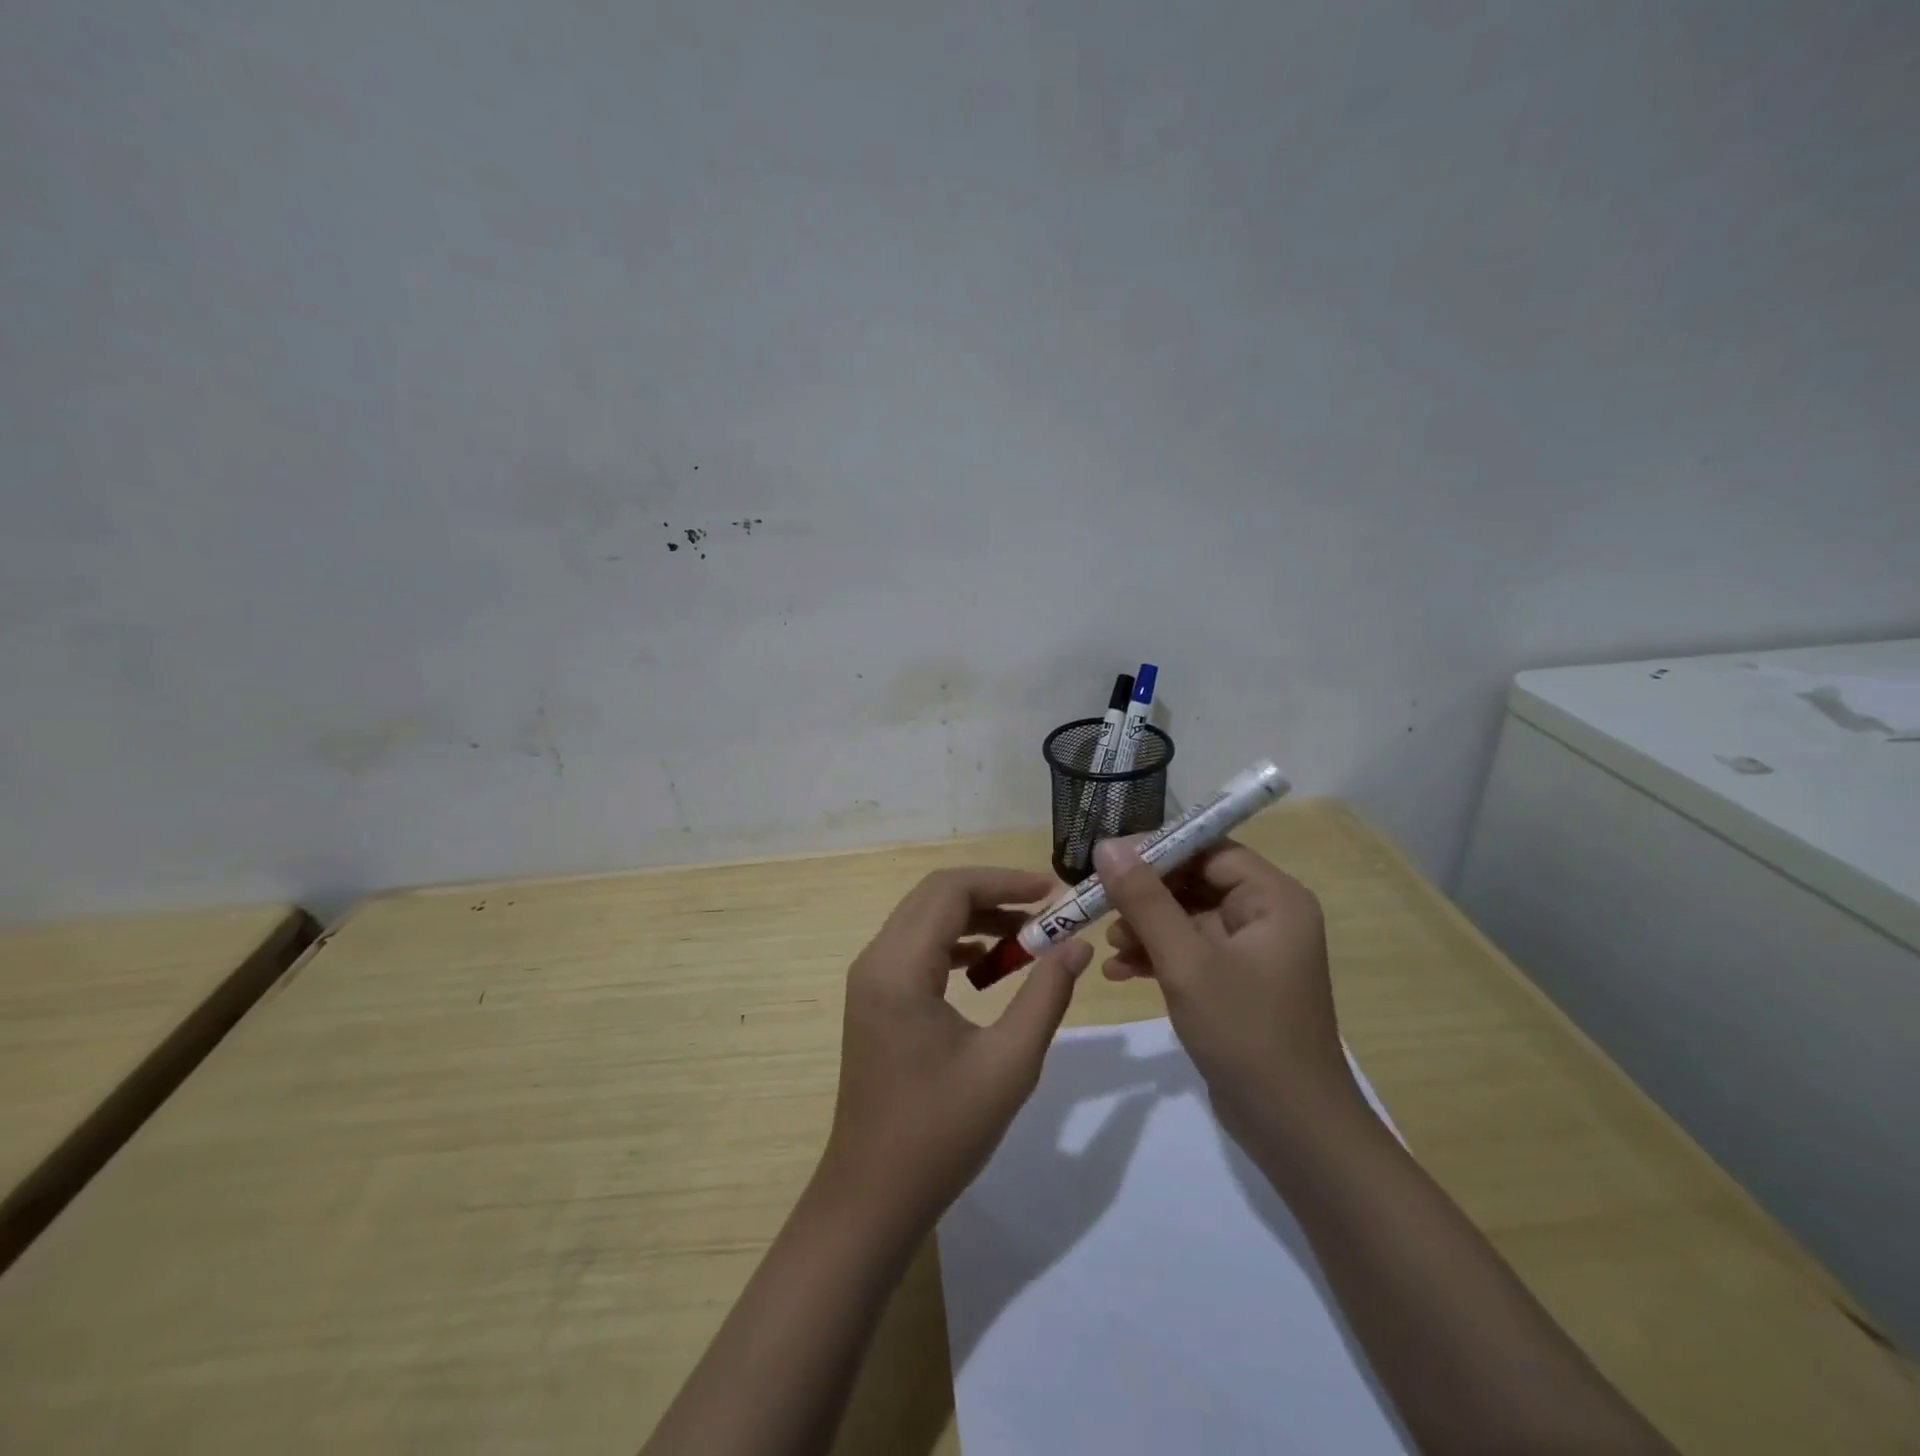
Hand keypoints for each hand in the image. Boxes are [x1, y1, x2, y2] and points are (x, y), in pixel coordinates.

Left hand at [819, 867, 1092, 1231]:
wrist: (873, 1196)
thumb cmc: (942, 1133)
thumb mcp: (1009, 1063)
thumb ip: (1046, 995)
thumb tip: (1077, 945)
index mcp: (900, 967)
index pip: (951, 891)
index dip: (1004, 881)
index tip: (1053, 891)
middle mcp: (876, 960)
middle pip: (934, 896)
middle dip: (992, 894)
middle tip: (1045, 913)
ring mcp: (870, 979)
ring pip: (924, 919)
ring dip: (974, 918)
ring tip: (1026, 939)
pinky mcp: (874, 999)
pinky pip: (916, 947)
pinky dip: (954, 943)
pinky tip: (988, 967)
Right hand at [1094, 837, 1362, 1136]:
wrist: (1292, 1129)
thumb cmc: (1245, 1033)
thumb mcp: (1187, 961)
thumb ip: (1145, 900)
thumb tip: (1107, 846)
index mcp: (1273, 899)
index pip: (1210, 849)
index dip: (1158, 849)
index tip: (1108, 858)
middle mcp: (1267, 916)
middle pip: (1195, 882)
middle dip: (1145, 893)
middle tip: (1098, 901)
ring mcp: (1251, 952)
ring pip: (1187, 918)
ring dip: (1146, 926)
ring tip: (1108, 942)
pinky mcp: (1235, 982)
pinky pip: (1190, 951)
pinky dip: (1156, 956)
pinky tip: (1120, 971)